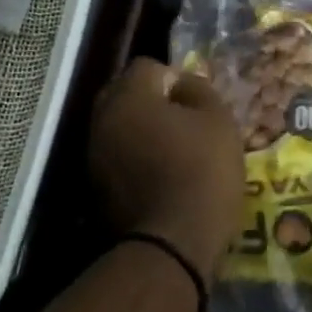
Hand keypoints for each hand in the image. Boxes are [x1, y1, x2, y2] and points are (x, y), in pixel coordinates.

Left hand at [89, 59, 244, 278]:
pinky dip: (135, 160)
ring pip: (119, 127)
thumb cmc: (202, 172)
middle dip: (152, 102)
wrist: (172, 245)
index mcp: (128, 98)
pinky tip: (160, 176)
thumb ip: (198, 89)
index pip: (147, 67)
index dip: (175, 78)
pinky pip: (116, 158)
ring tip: (173, 151)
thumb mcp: (218, 120)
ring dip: (142, 132)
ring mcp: (93, 156)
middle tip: (185, 123)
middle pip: (125, 95)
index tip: (196, 103)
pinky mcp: (94, 188)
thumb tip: (181, 84)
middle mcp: (101, 120)